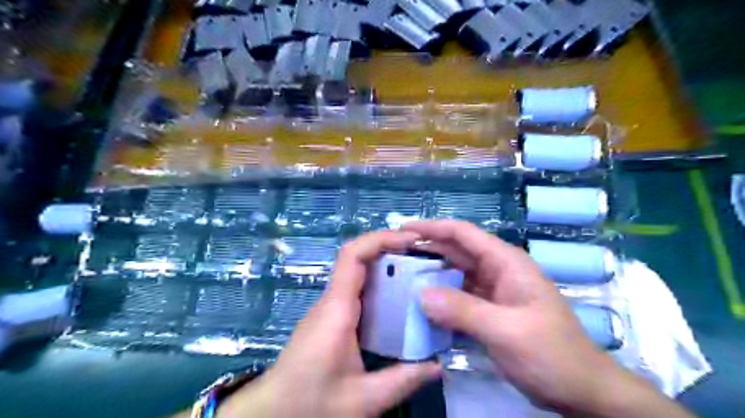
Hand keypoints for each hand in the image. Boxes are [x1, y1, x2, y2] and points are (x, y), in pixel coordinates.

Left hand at [218, 231, 441, 415]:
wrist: (271, 412)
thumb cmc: (310, 402)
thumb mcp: (363, 399)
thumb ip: (403, 381)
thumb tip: (438, 365)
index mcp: (337, 309)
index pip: (354, 255)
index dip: (382, 239)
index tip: (412, 239)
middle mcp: (332, 300)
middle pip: (358, 258)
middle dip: (390, 249)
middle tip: (424, 256)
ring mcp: (329, 307)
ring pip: (358, 273)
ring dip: (386, 266)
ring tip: (419, 273)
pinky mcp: (330, 317)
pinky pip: (356, 290)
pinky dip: (379, 285)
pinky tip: (399, 300)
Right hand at [403, 221, 691, 415]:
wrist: (581, 390)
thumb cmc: (551, 354)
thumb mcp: (507, 330)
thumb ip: (463, 310)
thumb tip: (420, 295)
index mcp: (505, 262)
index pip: (463, 233)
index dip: (432, 228)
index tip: (402, 230)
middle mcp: (496, 271)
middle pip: (455, 252)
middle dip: (426, 251)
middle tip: (393, 257)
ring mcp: (492, 292)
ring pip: (454, 276)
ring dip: (430, 276)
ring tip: (399, 280)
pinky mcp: (488, 311)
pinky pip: (458, 298)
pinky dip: (440, 300)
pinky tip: (420, 306)